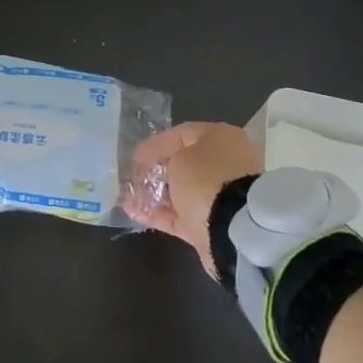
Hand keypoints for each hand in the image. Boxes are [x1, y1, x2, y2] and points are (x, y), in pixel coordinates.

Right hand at [125, 121, 262, 277]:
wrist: (233, 228)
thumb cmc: (205, 179)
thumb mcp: (179, 157)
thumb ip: (166, 158)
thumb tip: (163, 169)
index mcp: (222, 139)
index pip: (183, 134)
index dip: (156, 143)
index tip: (135, 155)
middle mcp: (224, 165)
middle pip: (183, 164)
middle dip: (156, 170)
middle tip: (133, 175)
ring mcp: (218, 197)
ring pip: (181, 192)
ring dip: (155, 193)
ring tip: (129, 194)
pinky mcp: (209, 224)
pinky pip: (179, 215)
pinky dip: (158, 213)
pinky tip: (133, 212)